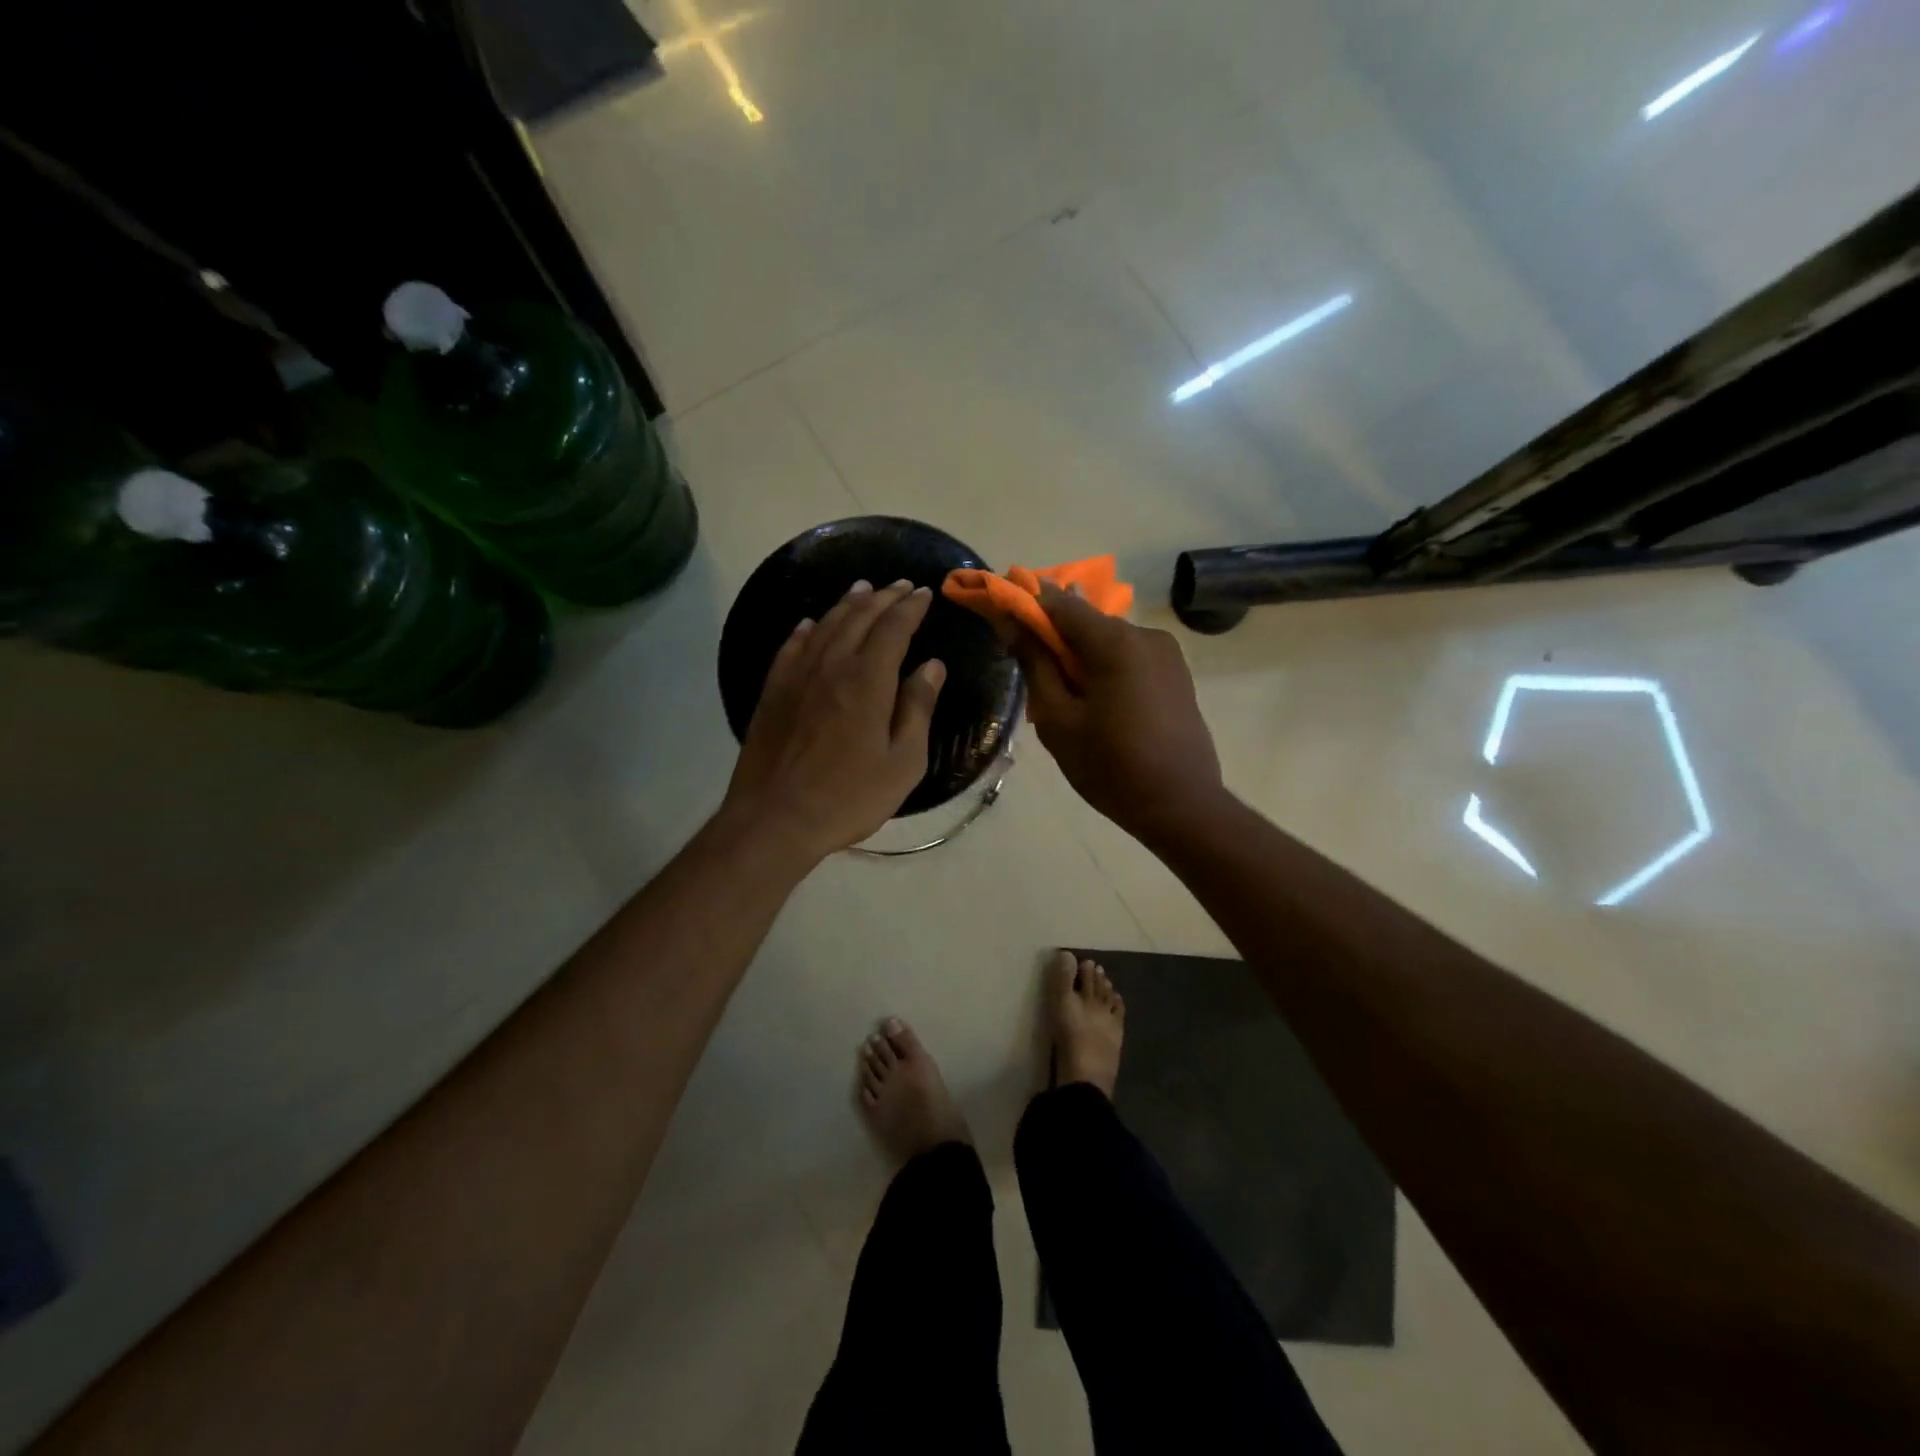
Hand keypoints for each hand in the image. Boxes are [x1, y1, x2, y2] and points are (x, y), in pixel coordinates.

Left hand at [722, 579, 946, 862]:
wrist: (775, 818)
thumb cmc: (849, 796)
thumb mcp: (903, 762)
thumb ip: (918, 709)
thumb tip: (932, 666)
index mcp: (868, 680)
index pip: (894, 628)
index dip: (911, 607)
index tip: (925, 593)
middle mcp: (832, 665)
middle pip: (859, 618)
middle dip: (883, 597)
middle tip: (901, 585)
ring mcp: (797, 676)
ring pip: (825, 625)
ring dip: (848, 604)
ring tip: (863, 589)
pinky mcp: (773, 692)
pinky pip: (791, 647)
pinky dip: (806, 629)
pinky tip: (810, 624)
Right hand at [1012, 583, 1223, 840]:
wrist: (1181, 806)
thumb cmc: (1110, 766)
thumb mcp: (1058, 720)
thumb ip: (1035, 665)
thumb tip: (1012, 624)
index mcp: (1116, 642)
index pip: (1060, 603)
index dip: (1027, 604)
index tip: (1000, 614)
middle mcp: (1146, 635)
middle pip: (1087, 623)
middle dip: (1055, 638)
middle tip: (1030, 670)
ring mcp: (1167, 655)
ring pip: (1109, 643)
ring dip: (1081, 658)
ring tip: (1065, 698)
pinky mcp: (1177, 675)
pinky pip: (1130, 659)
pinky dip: (1106, 670)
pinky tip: (1097, 706)